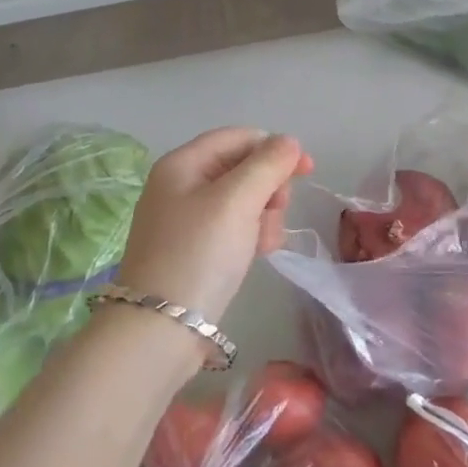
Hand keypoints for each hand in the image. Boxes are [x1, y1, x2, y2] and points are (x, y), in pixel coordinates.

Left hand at [115, 128, 313, 323]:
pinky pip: (231, 228)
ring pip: (241, 201)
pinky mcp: (192, 250)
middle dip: (268, 187)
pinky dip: (250, 235)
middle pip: (240, 168)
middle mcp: (180, 185)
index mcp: (182, 164)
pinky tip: (258, 254)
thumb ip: (268, 164)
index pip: (238, 137)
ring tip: (266, 242)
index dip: (274, 148)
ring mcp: (184, 220)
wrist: (160, 329)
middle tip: (278, 212)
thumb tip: (288, 142)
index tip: (307, 171)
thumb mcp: (237, 201)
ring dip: (263, 214)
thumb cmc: (199, 254)